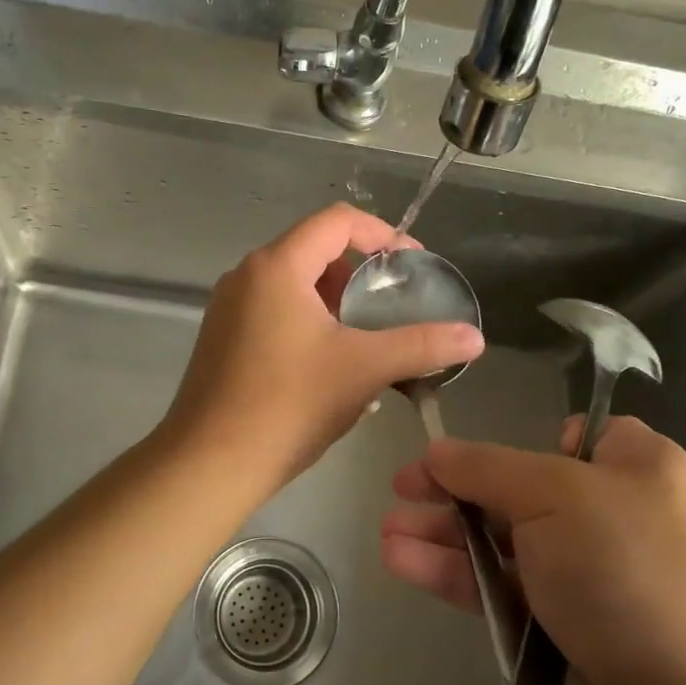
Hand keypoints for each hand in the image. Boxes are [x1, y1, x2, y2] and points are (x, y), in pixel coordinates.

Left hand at [162, 204, 483, 493]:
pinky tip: (331, 366)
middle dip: (361, 274)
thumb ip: (422, 345)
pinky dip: (309, 323)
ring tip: (367, 339)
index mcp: (277, 266)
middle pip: (315, 250)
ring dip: (336, 303)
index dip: (382, 234)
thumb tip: (475, 337)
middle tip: (392, 307)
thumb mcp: (364, 369)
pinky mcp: (222, 338)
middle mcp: (246, 275)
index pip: (337, 221)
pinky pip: (275, 312)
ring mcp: (229, 307)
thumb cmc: (289, 405)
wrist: (210, 463)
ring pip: (295, 285)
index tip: (411, 267)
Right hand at [380, 416, 685, 684]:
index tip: (469, 457)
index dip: (519, 442)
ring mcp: (593, 579)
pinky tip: (404, 564)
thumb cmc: (628, 568)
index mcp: (638, 467)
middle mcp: (618, 517)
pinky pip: (504, 590)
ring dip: (445, 536)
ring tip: (387, 533)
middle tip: (399, 491)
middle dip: (456, 492)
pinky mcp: (569, 632)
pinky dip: (458, 575)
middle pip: (521, 491)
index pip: (575, 437)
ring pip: (505, 544)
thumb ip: (486, 468)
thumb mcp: (554, 492)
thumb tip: (435, 449)